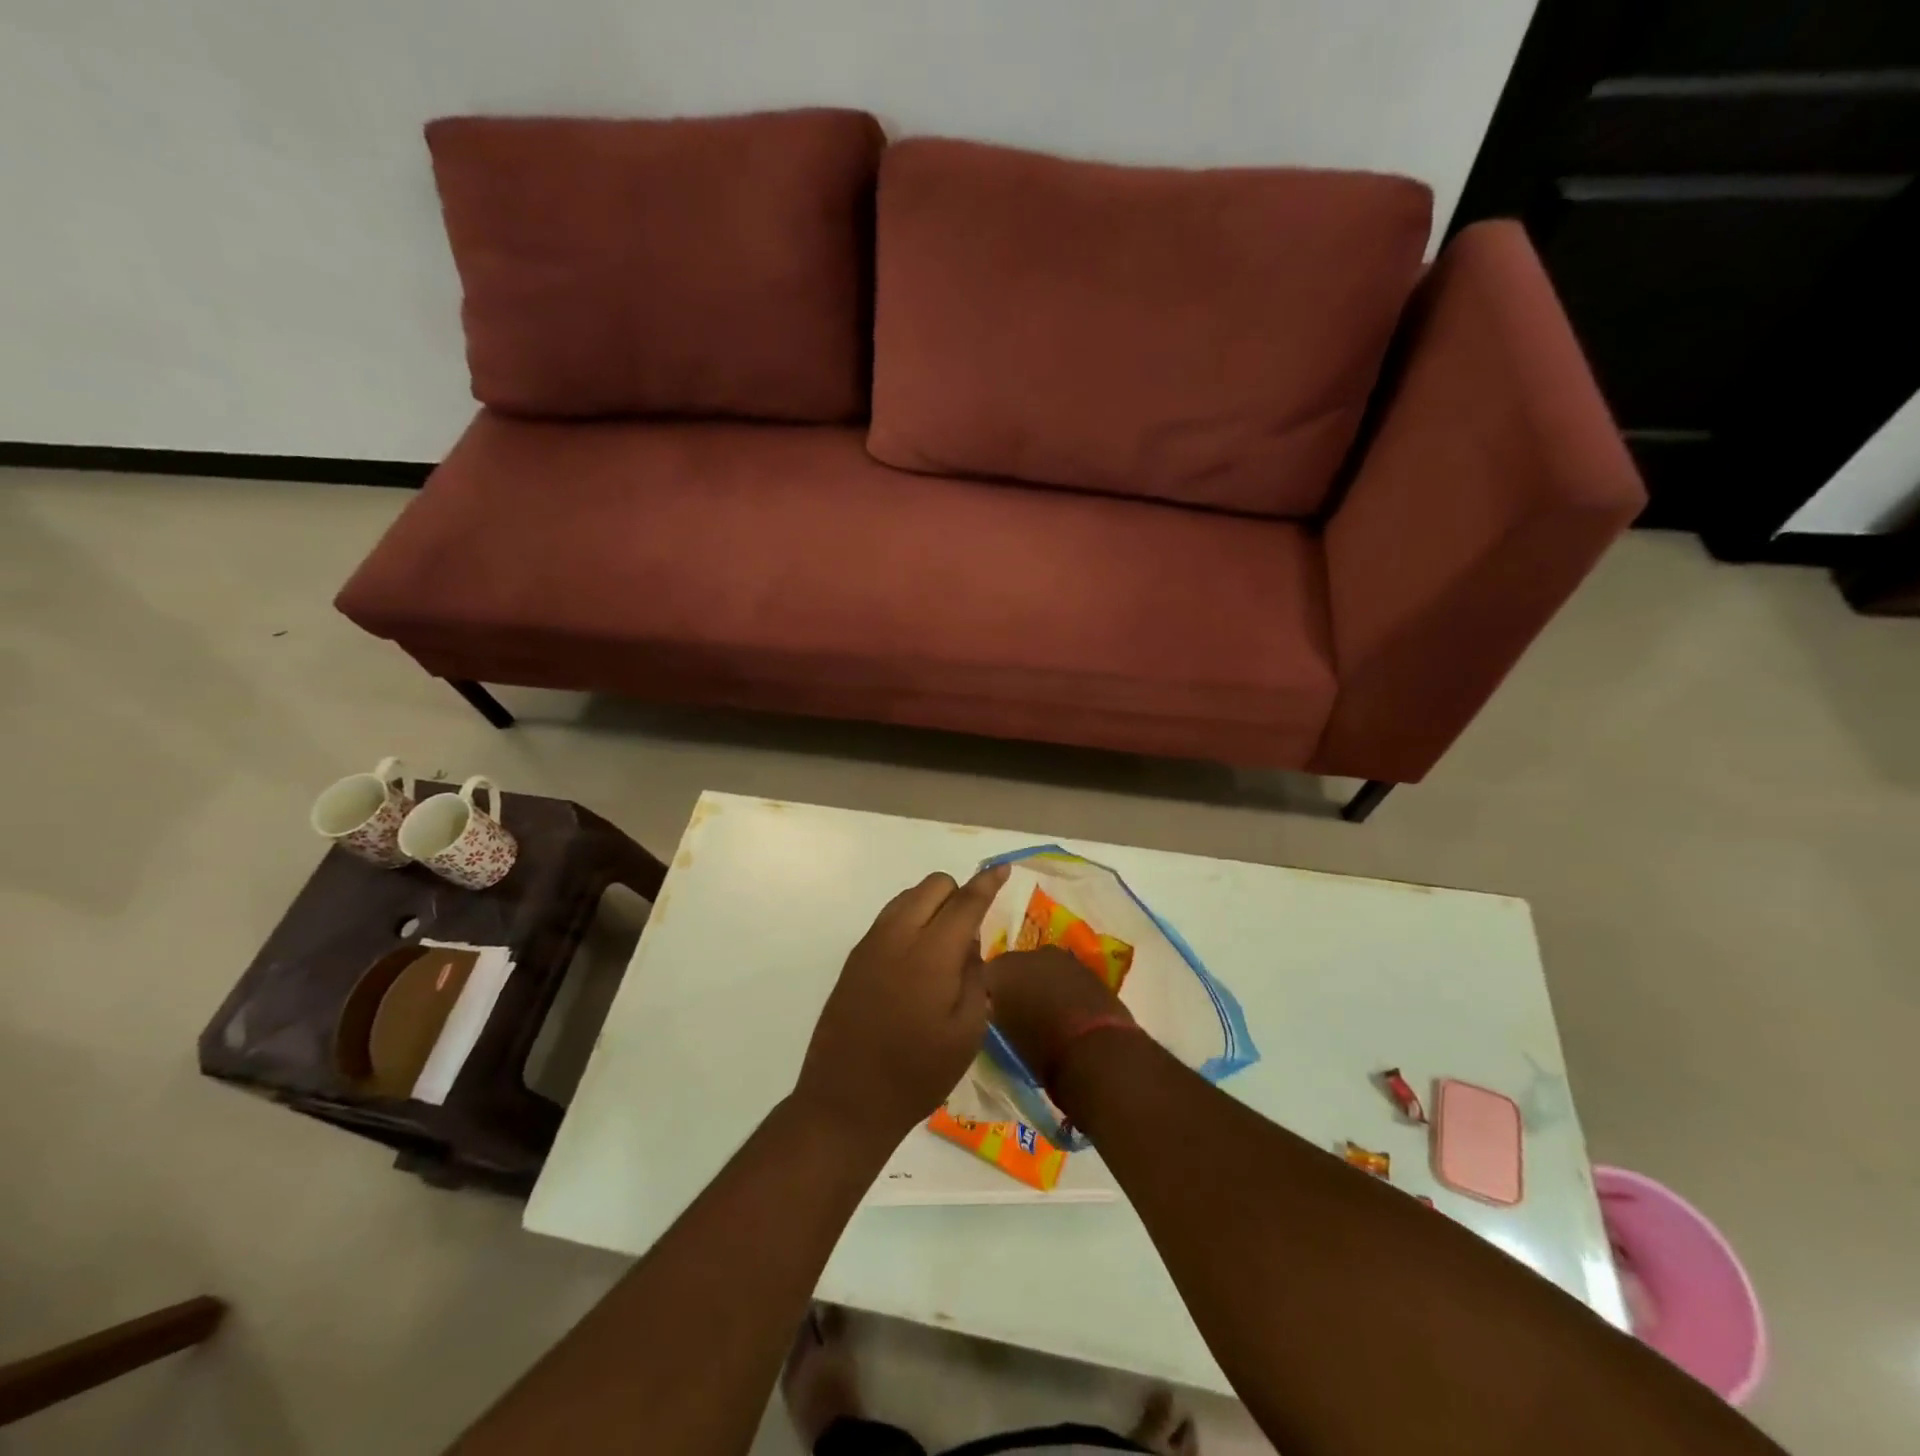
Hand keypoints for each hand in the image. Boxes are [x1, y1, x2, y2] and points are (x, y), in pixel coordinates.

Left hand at [792, 864, 1010, 1150]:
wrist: (846, 1100)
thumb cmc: (917, 1074)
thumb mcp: (967, 1033)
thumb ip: (975, 978)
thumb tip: (968, 946)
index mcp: (931, 953)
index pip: (965, 901)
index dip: (987, 882)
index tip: (1002, 868)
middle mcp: (897, 936)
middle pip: (933, 885)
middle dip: (957, 895)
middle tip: (968, 935)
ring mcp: (870, 944)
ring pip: (908, 897)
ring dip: (931, 906)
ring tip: (941, 951)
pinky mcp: (853, 958)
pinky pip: (888, 918)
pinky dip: (909, 922)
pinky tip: (914, 964)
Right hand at [983, 945, 1134, 1089]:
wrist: (1096, 1050)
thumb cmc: (1042, 1051)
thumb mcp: (1004, 1037)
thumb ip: (996, 1015)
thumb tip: (995, 1010)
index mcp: (1000, 970)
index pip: (984, 976)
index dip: (987, 995)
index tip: (990, 1013)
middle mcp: (1029, 955)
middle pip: (1016, 967)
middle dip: (1016, 985)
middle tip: (1017, 1012)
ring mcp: (1062, 958)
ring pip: (1044, 969)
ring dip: (1043, 984)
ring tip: (1045, 1013)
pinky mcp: (1089, 968)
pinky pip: (1068, 976)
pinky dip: (1066, 989)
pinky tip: (1069, 1012)